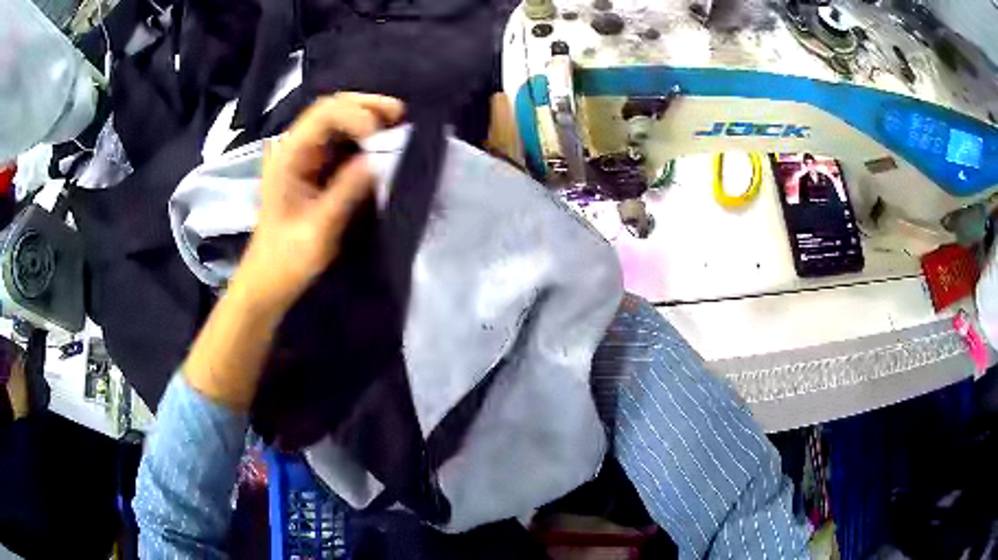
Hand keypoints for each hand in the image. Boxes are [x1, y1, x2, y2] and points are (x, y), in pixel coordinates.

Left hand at [184, 93, 403, 409]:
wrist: (268, 282)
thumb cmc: (286, 261)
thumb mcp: (318, 230)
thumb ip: (346, 192)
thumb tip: (380, 159)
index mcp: (289, 156)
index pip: (325, 114)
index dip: (358, 115)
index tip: (384, 138)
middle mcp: (296, 147)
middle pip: (332, 107)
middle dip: (368, 106)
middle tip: (402, 116)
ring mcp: (305, 156)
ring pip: (339, 119)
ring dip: (370, 117)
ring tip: (400, 125)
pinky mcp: (315, 168)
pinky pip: (343, 141)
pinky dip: (366, 137)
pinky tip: (385, 142)